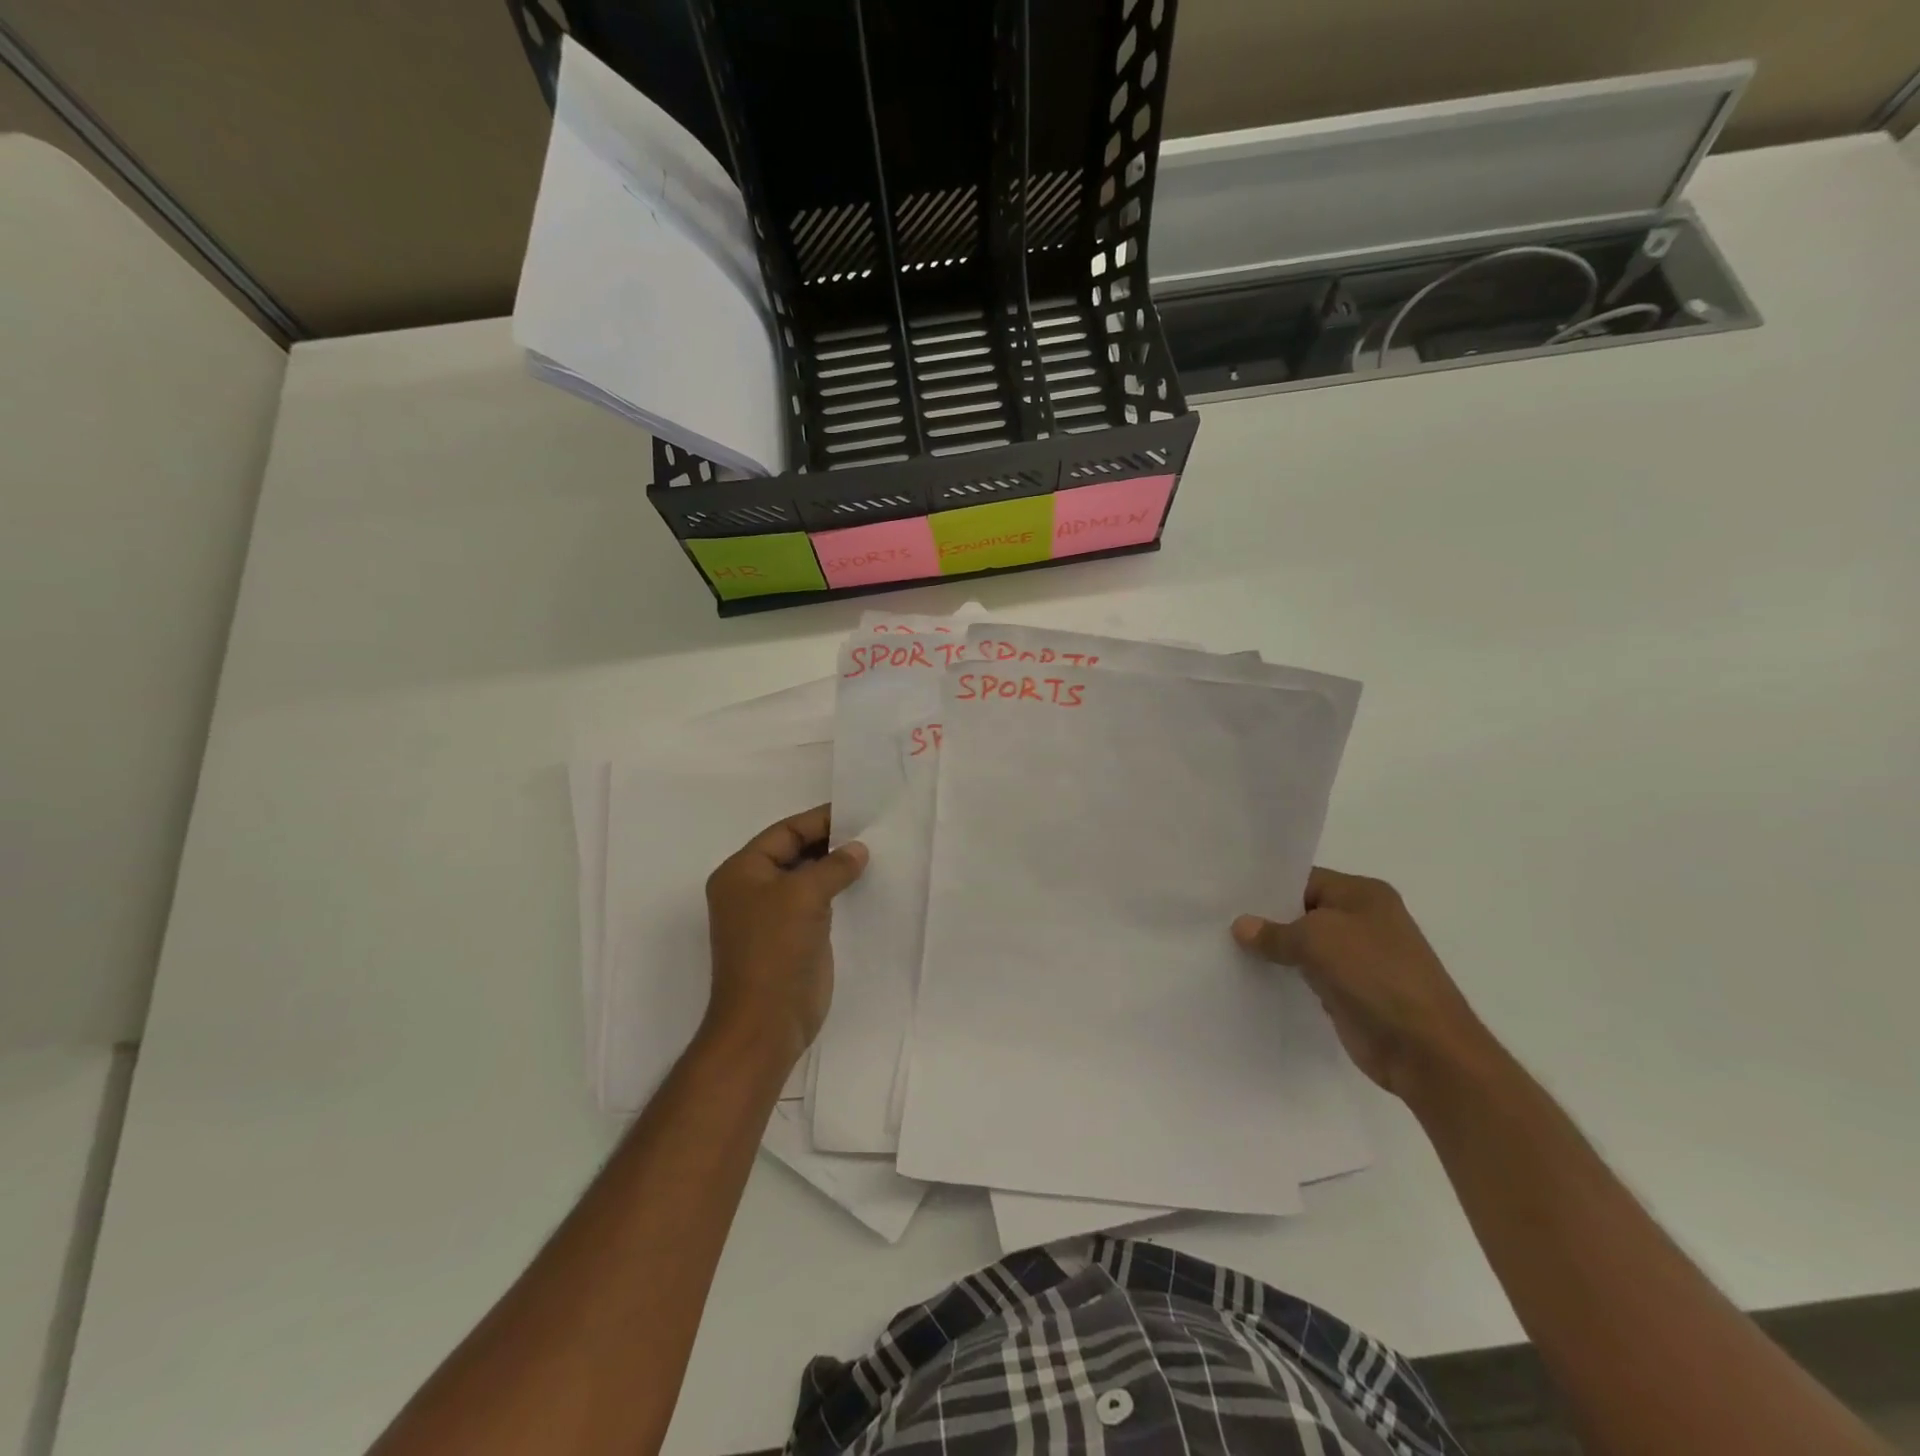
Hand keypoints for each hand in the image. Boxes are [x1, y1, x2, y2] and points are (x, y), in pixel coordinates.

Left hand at [704, 805, 867, 1071]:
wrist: (766, 1023)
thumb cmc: (775, 950)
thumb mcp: (803, 896)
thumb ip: (833, 866)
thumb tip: (858, 849)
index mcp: (741, 872)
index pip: (784, 832)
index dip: (819, 821)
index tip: (858, 812)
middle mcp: (752, 889)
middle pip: (794, 852)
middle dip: (830, 843)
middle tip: (871, 832)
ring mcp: (771, 916)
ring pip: (807, 878)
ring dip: (836, 867)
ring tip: (874, 854)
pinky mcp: (791, 938)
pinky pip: (816, 903)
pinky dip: (837, 892)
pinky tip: (864, 886)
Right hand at [1232, 868, 1498, 1101]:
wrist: (1425, 1049)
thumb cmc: (1374, 975)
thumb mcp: (1316, 940)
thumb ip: (1274, 932)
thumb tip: (1240, 926)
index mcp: (1364, 894)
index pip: (1304, 880)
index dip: (1268, 888)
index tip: (1229, 897)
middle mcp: (1364, 920)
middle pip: (1303, 912)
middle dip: (1267, 920)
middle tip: (1220, 921)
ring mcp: (1360, 958)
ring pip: (1305, 946)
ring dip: (1275, 951)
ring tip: (1228, 949)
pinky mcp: (1353, 991)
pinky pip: (1310, 975)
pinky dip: (1287, 976)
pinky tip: (1254, 977)